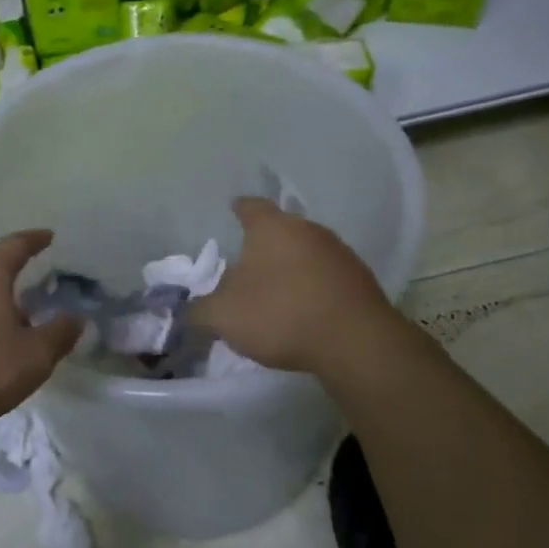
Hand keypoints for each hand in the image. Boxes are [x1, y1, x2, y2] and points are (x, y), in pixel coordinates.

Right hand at [190, 197, 394, 372]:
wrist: (354, 341)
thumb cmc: (280, 314)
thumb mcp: (223, 316)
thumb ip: (199, 310)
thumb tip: (188, 310)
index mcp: (271, 227)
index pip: (250, 206)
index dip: (239, 209)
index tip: (232, 210)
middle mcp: (307, 229)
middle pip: (281, 228)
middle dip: (265, 244)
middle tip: (247, 262)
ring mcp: (339, 252)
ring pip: (306, 251)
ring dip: (292, 266)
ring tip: (277, 290)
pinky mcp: (360, 279)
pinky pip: (327, 276)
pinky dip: (314, 286)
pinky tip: (305, 309)